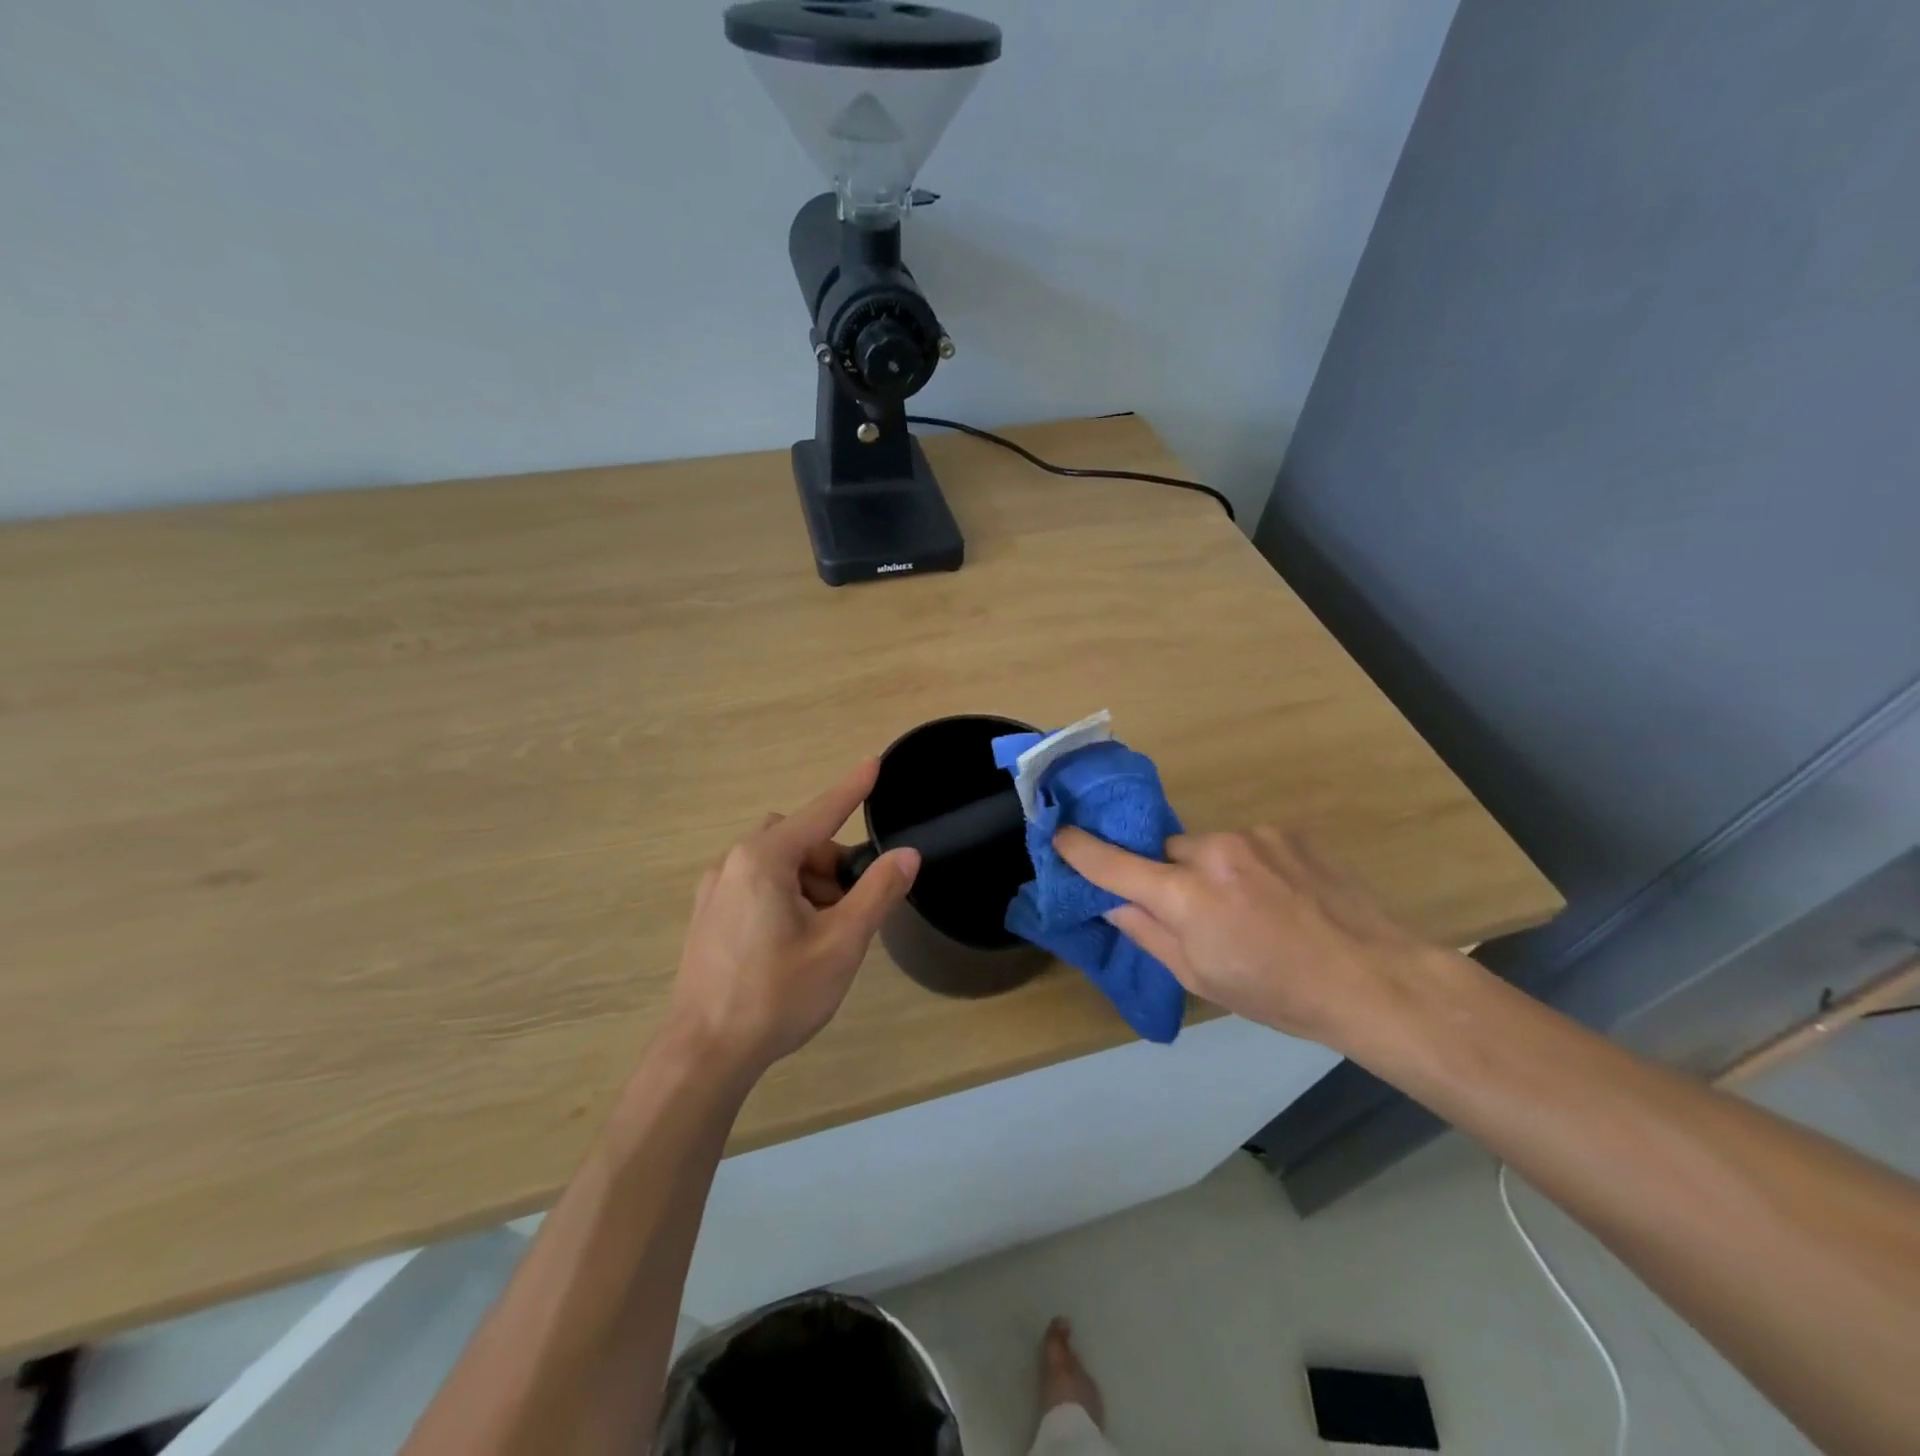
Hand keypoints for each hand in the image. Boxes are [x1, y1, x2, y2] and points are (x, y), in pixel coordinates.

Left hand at [665, 759, 919, 1075]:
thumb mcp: (841, 943)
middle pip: (798, 840)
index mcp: (764, 859)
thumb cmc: (776, 994)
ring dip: (809, 882)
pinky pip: (756, 885)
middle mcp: (733, 863)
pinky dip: (785, 896)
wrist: (703, 1054)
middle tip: (853, 903)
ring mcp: (714, 890)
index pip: (820, 812)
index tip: (875, 763)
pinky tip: (794, 942)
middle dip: (831, 860)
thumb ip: (877, 892)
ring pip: (776, 865)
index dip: (852, 788)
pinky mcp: (707, 917)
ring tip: (827, 932)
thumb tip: (907, 855)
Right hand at [1055, 825, 1454, 1049]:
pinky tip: (1279, 897)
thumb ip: (1147, 933)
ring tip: (1249, 909)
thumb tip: (1112, 903)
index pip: (1115, 865)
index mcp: (1187, 896)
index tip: (1058, 833)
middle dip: (1168, 876)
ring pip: (1206, 846)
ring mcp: (1253, 836)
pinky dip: (1246, 865)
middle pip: (1165, 851)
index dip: (1080, 849)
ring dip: (1211, 871)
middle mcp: (1214, 852)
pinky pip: (1244, 844)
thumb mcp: (1200, 977)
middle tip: (1194, 913)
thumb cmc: (1278, 993)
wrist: (1374, 978)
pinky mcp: (1285, 831)